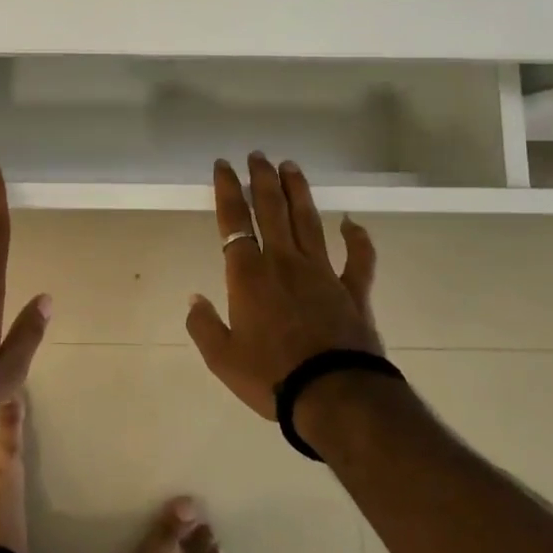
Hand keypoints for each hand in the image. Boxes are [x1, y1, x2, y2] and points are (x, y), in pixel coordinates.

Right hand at [186, 154, 381, 419]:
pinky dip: (358, 240)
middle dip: (262, 179)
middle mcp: (283, 262)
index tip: (224, 165)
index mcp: (248, 275)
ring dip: (298, 192)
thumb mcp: (222, 358)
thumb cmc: (271, 377)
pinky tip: (353, 223)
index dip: (227, 190)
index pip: (234, 221)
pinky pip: (358, 260)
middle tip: (258, 155)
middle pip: (272, 210)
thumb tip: (194, 298)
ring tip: (291, 167)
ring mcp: (322, 273)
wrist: (334, 396)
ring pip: (308, 222)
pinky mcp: (353, 291)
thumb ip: (203, 325)